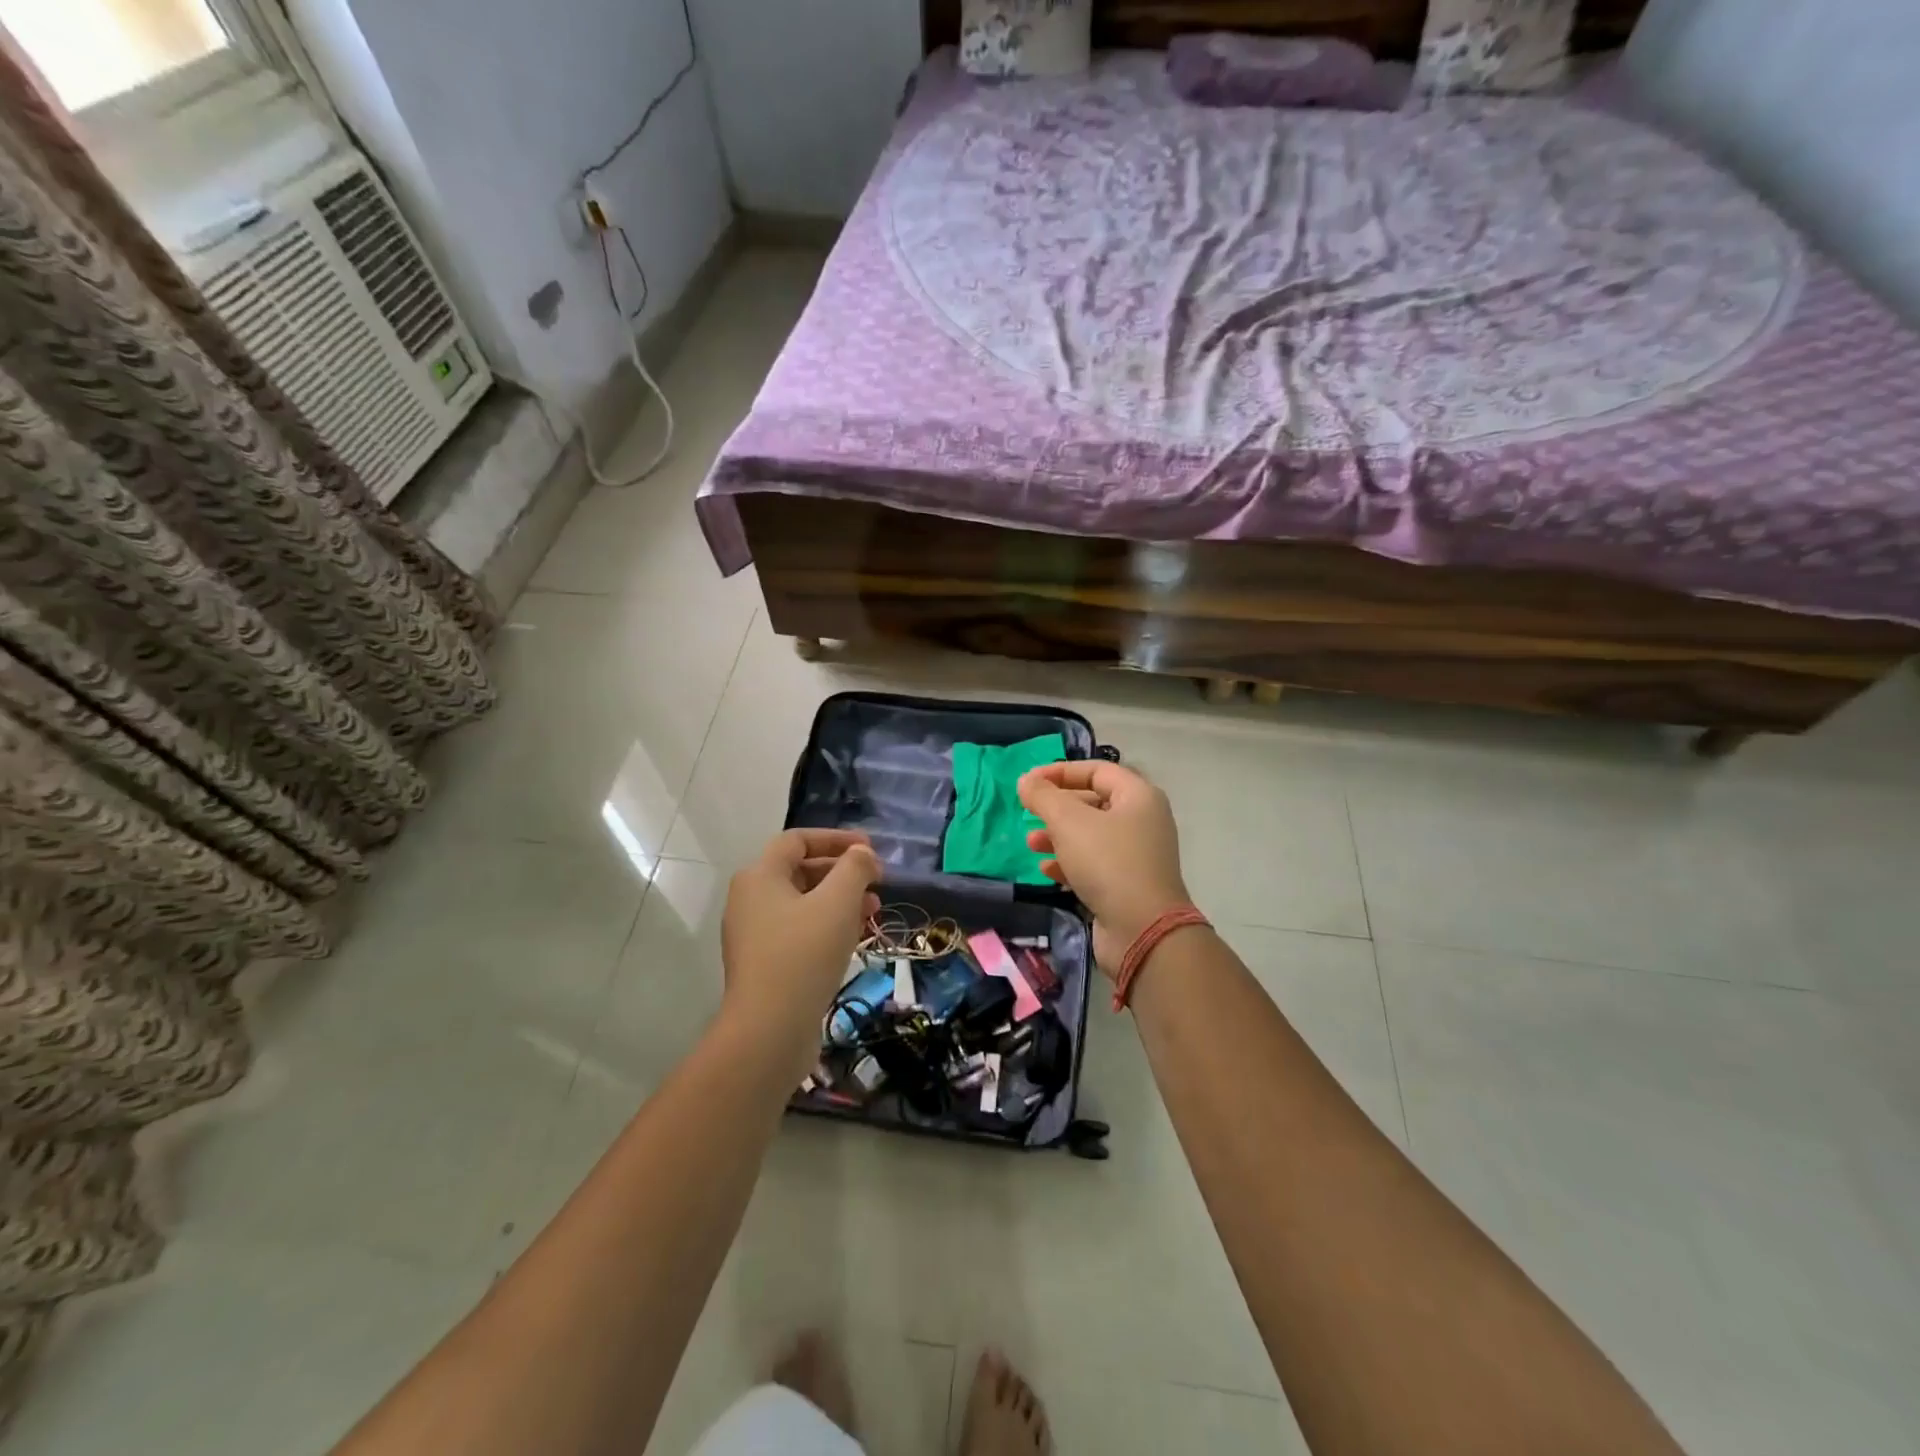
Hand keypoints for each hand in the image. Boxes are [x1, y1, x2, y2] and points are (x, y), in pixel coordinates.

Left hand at [722, 829, 880, 1067]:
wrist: (770, 1031)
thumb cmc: (804, 954)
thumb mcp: (838, 901)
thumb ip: (855, 868)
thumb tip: (862, 854)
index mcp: (760, 876)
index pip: (798, 840)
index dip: (836, 839)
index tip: (870, 848)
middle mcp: (751, 900)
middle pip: (801, 871)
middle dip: (843, 871)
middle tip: (877, 880)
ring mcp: (756, 935)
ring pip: (804, 904)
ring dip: (841, 900)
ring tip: (874, 910)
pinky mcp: (766, 965)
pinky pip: (801, 932)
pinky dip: (829, 926)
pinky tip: (857, 937)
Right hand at [1018, 761, 1191, 979]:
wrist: (1143, 930)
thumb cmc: (1108, 863)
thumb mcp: (1069, 822)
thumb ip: (1044, 797)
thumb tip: (1026, 781)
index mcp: (1138, 797)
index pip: (1096, 770)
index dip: (1060, 772)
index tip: (1028, 782)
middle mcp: (1142, 821)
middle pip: (1093, 802)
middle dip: (1057, 807)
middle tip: (1029, 812)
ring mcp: (1136, 856)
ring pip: (1090, 836)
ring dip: (1058, 836)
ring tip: (1031, 843)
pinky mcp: (1126, 885)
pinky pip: (1094, 864)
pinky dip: (1069, 863)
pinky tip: (1047, 869)